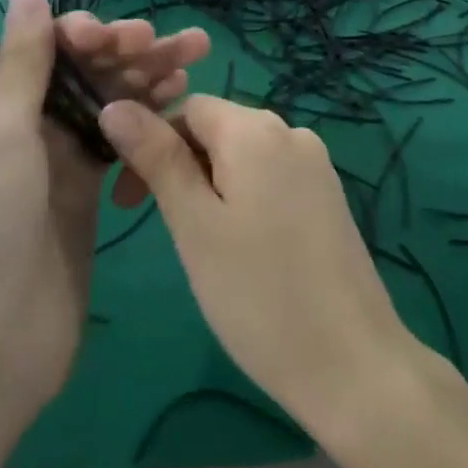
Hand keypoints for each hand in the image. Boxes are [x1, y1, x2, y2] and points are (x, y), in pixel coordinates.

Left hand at [0, 0, 208, 441]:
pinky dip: (147, 118)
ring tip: (195, 56)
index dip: (82, 35)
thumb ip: (24, 62)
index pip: (39, 49)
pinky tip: (181, 101)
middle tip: (178, 43)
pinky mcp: (86, 190)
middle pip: (79, 71)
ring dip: (147, 78)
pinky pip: (120, 140)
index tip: (118, 38)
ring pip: (106, 102)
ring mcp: (55, 159)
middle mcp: (17, 125)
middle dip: (127, 52)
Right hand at [98, 95, 421, 444]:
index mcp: (256, 129)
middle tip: (163, 229)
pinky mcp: (329, 196)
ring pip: (243, 156)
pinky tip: (242, 248)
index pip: (188, 108)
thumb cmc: (257, 293)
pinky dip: (243, 198)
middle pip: (217, 129)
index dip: (151, 142)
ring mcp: (317, 165)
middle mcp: (292, 132)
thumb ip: (157, 159)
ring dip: (209, 185)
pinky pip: (272, 178)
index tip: (129, 203)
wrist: (351, 362)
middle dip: (179, 166)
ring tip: (202, 245)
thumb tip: (116, 105)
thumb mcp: (195, 224)